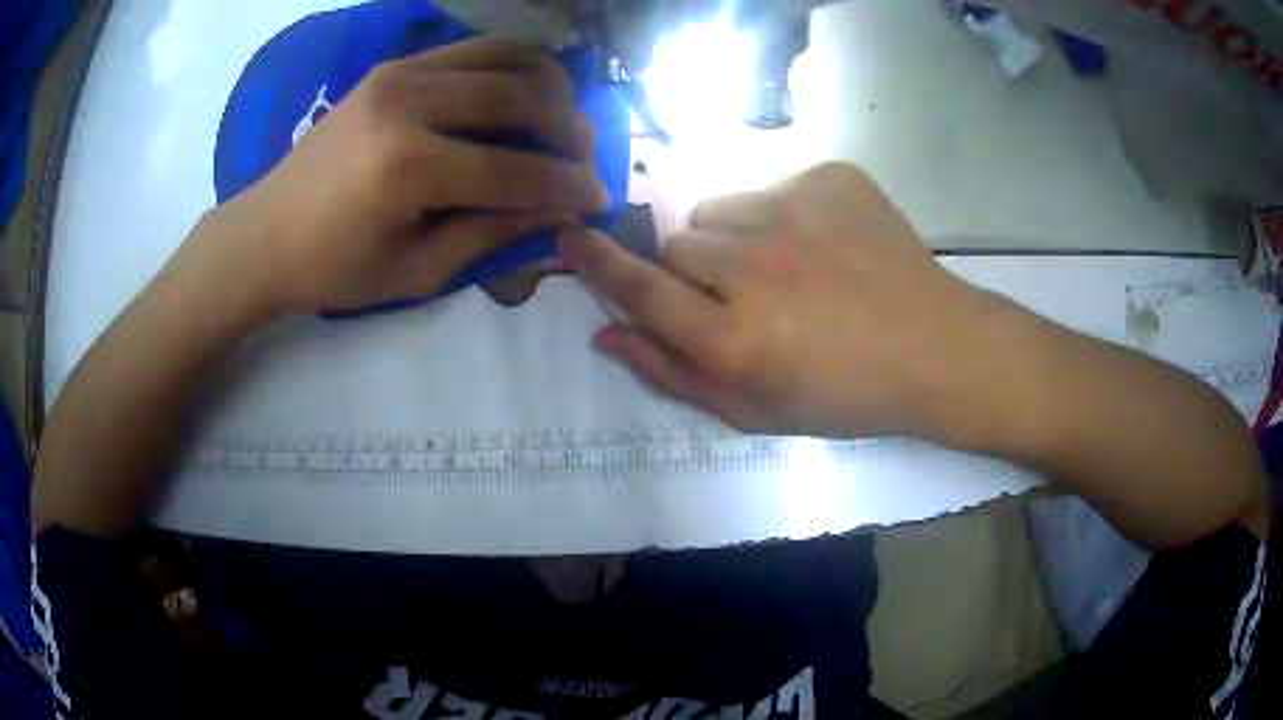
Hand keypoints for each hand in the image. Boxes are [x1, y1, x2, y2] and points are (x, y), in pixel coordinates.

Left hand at [217, 38, 607, 312]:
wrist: (264, 233)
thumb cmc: (331, 268)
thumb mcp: (414, 272)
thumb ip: (491, 235)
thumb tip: (558, 212)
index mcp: (408, 167)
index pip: (515, 171)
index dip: (568, 186)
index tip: (601, 198)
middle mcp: (408, 104)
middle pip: (521, 97)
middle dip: (570, 127)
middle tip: (587, 156)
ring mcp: (399, 74)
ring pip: (505, 58)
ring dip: (549, 85)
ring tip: (564, 117)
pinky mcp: (393, 66)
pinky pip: (473, 49)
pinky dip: (512, 65)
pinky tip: (525, 90)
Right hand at [562, 162, 1007, 441]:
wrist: (935, 348)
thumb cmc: (844, 394)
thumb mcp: (753, 410)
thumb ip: (671, 372)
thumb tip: (604, 333)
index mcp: (736, 339)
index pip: (640, 289)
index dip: (598, 263)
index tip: (570, 237)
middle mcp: (757, 268)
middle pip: (676, 243)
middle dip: (691, 269)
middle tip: (738, 294)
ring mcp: (796, 212)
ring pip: (718, 209)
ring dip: (732, 238)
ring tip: (783, 268)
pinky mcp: (830, 178)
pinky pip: (770, 188)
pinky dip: (780, 216)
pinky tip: (823, 246)